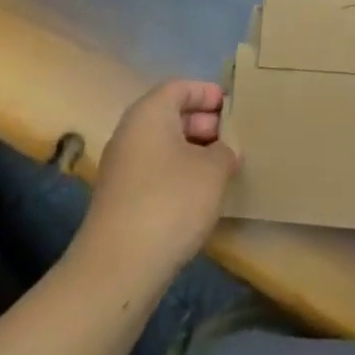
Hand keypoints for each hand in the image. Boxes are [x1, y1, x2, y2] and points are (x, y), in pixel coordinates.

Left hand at [80, 80, 239, 274]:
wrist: (119, 267)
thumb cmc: (171, 201)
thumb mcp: (214, 169)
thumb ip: (225, 151)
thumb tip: (224, 152)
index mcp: (149, 113)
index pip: (180, 87)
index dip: (208, 93)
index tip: (234, 107)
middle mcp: (130, 133)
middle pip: (170, 114)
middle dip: (204, 122)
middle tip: (234, 137)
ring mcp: (122, 168)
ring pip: (163, 145)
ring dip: (193, 150)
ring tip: (224, 166)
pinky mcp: (121, 199)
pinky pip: (155, 170)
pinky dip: (179, 173)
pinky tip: (201, 193)